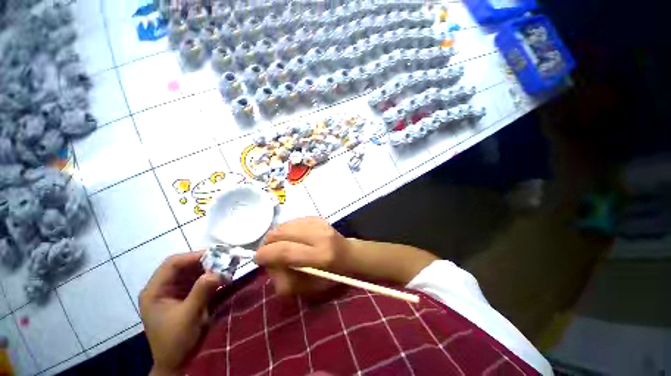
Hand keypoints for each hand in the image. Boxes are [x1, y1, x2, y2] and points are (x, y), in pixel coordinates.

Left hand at [140, 251, 223, 375]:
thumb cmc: (176, 341)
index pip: (172, 264)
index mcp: (155, 290)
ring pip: (194, 272)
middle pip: (184, 266)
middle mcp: (164, 287)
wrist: (177, 363)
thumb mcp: (188, 316)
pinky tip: (224, 277)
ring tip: (228, 267)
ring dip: (211, 269)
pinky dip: (212, 277)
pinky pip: (200, 280)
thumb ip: (201, 292)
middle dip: (205, 262)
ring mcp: (175, 292)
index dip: (193, 256)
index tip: (216, 254)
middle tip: (225, 260)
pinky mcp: (186, 296)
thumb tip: (218, 272)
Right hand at [255, 217, 351, 296]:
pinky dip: (287, 230)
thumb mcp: (308, 290)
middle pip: (282, 232)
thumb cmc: (331, 276)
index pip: (285, 251)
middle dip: (268, 242)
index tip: (258, 259)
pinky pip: (293, 221)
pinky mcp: (318, 217)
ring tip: (280, 245)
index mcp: (320, 256)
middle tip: (268, 252)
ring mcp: (320, 223)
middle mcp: (320, 235)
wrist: (349, 255)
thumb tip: (269, 265)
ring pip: (285, 224)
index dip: (265, 254)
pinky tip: (292, 237)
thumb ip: (284, 282)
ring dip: (277, 235)